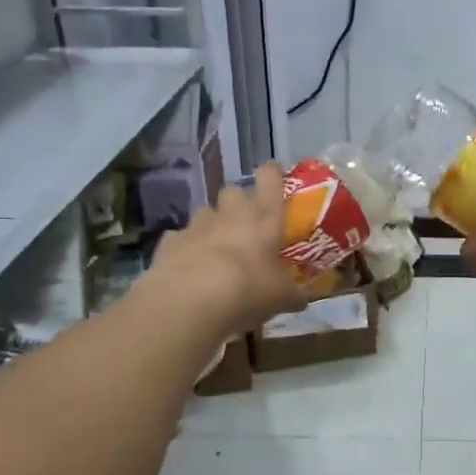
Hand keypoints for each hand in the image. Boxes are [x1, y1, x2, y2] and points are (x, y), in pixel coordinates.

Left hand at [147, 164, 307, 334]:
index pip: (270, 178)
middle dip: (238, 202)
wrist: (191, 300)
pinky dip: (185, 247)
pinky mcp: (170, 242)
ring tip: (216, 247)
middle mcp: (230, 213)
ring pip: (205, 212)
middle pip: (233, 190)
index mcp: (263, 217)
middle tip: (245, 224)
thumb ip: (295, 294)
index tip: (274, 178)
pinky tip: (189, 266)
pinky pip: (180, 237)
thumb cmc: (249, 288)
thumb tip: (305, 297)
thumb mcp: (282, 297)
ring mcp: (197, 225)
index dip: (272, 174)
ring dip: (211, 224)